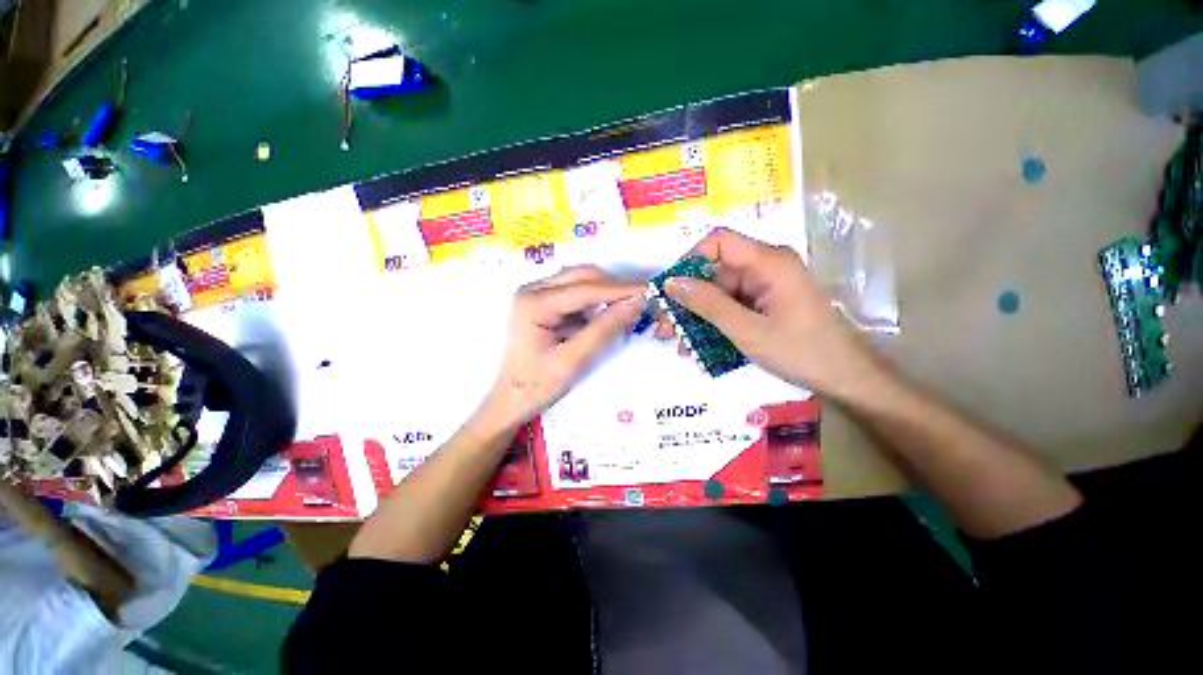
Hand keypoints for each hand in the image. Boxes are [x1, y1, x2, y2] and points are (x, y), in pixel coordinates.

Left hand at [482, 266, 645, 427]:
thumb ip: (604, 330)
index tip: (650, 290)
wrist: (510, 402)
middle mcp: (532, 290)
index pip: (585, 288)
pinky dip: (595, 303)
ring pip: (580, 282)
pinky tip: (608, 315)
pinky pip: (575, 295)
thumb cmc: (536, 386)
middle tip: (642, 300)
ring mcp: (536, 296)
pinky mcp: (543, 305)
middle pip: (581, 277)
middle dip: (613, 287)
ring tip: (629, 308)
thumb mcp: (572, 361)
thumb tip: (637, 303)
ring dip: (605, 293)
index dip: (620, 289)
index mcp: (534, 303)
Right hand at [657, 229, 882, 399]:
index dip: (689, 259)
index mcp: (768, 262)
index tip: (669, 288)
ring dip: (695, 317)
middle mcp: (765, 267)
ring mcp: (765, 287)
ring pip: (718, 293)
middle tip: (663, 326)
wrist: (845, 378)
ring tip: (675, 342)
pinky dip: (712, 324)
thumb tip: (671, 283)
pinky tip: (696, 346)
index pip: (719, 242)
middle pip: (714, 272)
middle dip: (686, 299)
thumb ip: (709, 305)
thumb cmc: (801, 352)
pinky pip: (730, 307)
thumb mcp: (747, 330)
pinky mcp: (764, 304)